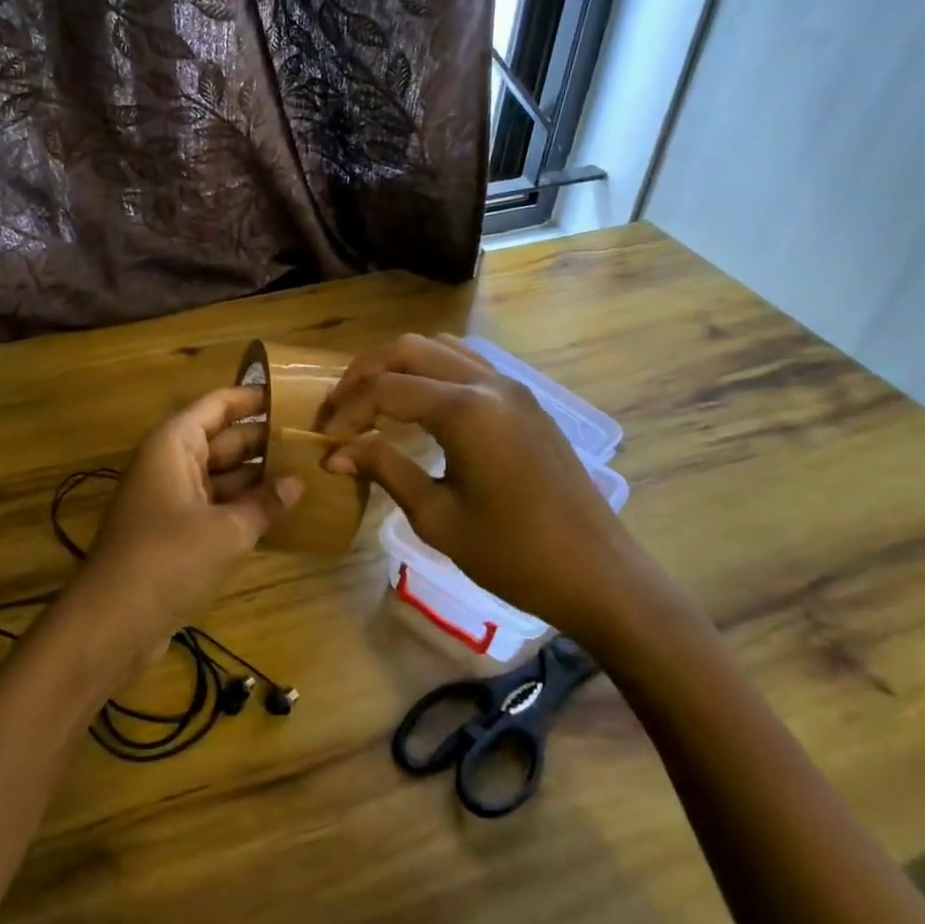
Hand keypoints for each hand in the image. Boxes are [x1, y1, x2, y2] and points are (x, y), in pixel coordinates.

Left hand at [53, 386, 302, 685]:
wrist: (113, 622)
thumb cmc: (169, 559)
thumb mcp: (227, 530)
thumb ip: (265, 503)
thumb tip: (297, 482)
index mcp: (174, 445)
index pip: (217, 405)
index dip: (252, 397)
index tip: (293, 396)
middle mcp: (170, 463)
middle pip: (222, 439)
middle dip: (263, 440)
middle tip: (312, 440)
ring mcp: (170, 498)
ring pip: (221, 475)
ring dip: (257, 477)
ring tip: (307, 473)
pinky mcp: (174, 532)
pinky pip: (214, 506)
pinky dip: (242, 507)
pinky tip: (280, 514)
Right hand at [316, 334, 675, 650]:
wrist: (600, 576)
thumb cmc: (514, 556)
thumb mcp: (437, 518)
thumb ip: (385, 469)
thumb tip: (336, 452)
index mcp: (466, 410)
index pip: (386, 389)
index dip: (347, 410)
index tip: (325, 439)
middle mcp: (488, 383)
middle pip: (408, 349)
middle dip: (364, 373)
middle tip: (338, 409)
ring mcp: (511, 387)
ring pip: (439, 348)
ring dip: (398, 365)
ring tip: (371, 401)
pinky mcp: (524, 400)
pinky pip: (466, 363)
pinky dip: (430, 371)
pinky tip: (417, 405)